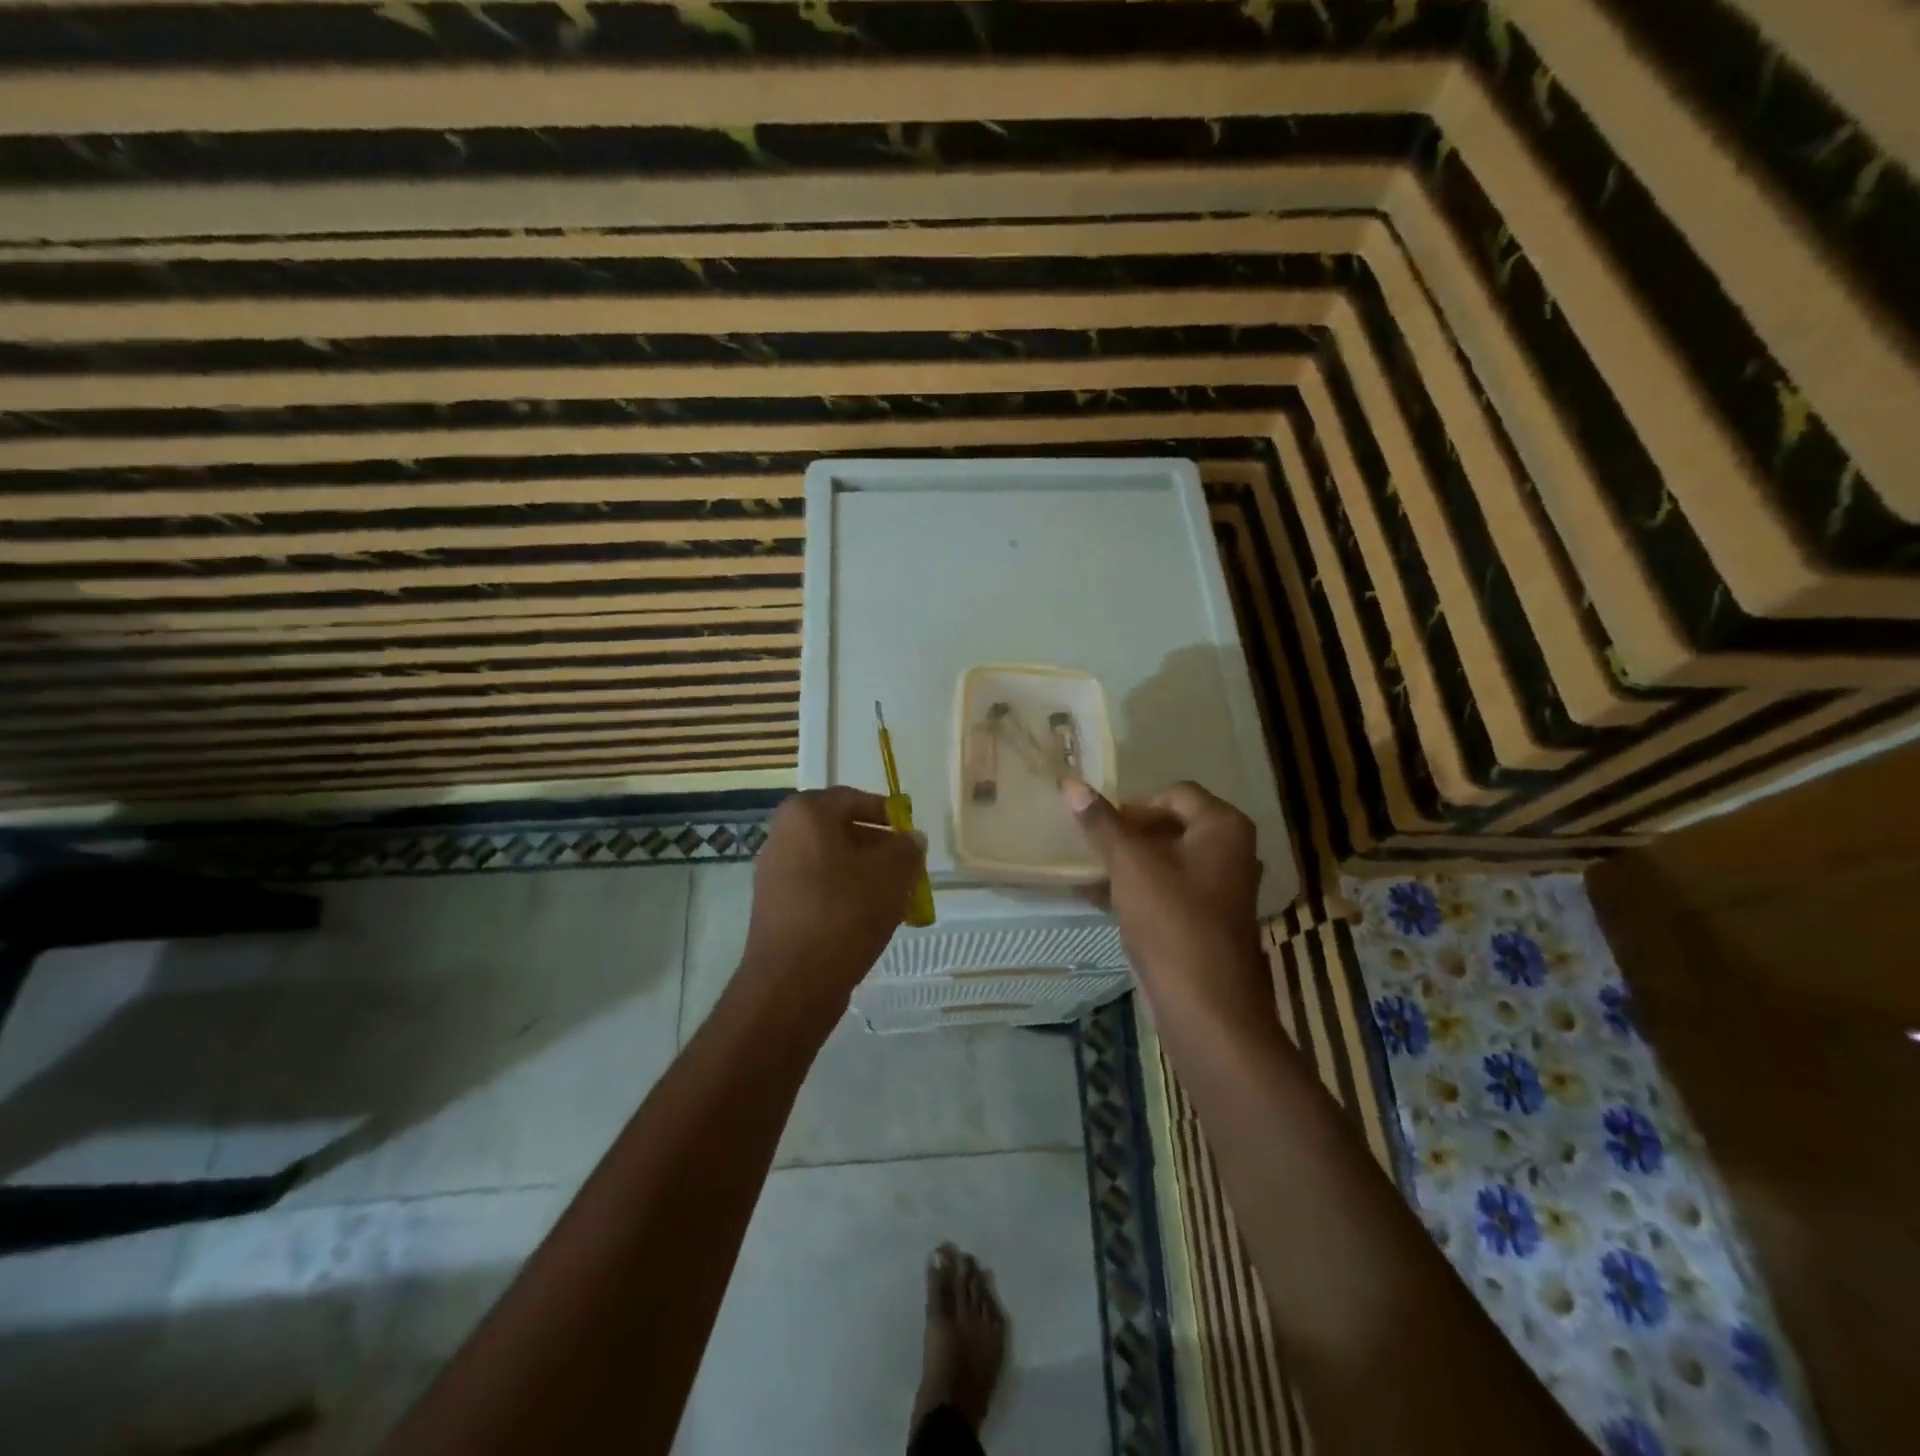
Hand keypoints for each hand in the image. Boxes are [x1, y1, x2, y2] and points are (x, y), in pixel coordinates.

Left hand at [739, 786, 924, 1009]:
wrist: (792, 983)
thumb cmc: (844, 914)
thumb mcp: (892, 875)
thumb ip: (907, 849)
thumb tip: (911, 840)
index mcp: (806, 814)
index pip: (853, 799)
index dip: (886, 813)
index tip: (909, 834)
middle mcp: (783, 835)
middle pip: (840, 830)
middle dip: (877, 847)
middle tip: (907, 868)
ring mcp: (775, 872)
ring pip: (831, 862)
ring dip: (864, 874)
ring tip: (895, 898)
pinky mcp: (775, 906)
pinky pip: (818, 888)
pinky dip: (844, 895)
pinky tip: (869, 920)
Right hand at [1063, 779, 1270, 1023]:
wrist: (1207, 1006)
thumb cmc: (1172, 921)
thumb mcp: (1130, 865)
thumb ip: (1101, 823)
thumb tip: (1070, 783)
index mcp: (1223, 827)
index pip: (1174, 793)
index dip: (1134, 805)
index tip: (1101, 825)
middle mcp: (1233, 851)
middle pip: (1173, 825)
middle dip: (1129, 834)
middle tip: (1095, 847)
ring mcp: (1225, 889)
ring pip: (1170, 860)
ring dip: (1131, 863)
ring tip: (1092, 873)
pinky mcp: (1211, 920)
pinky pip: (1172, 890)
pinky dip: (1141, 889)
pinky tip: (1103, 899)